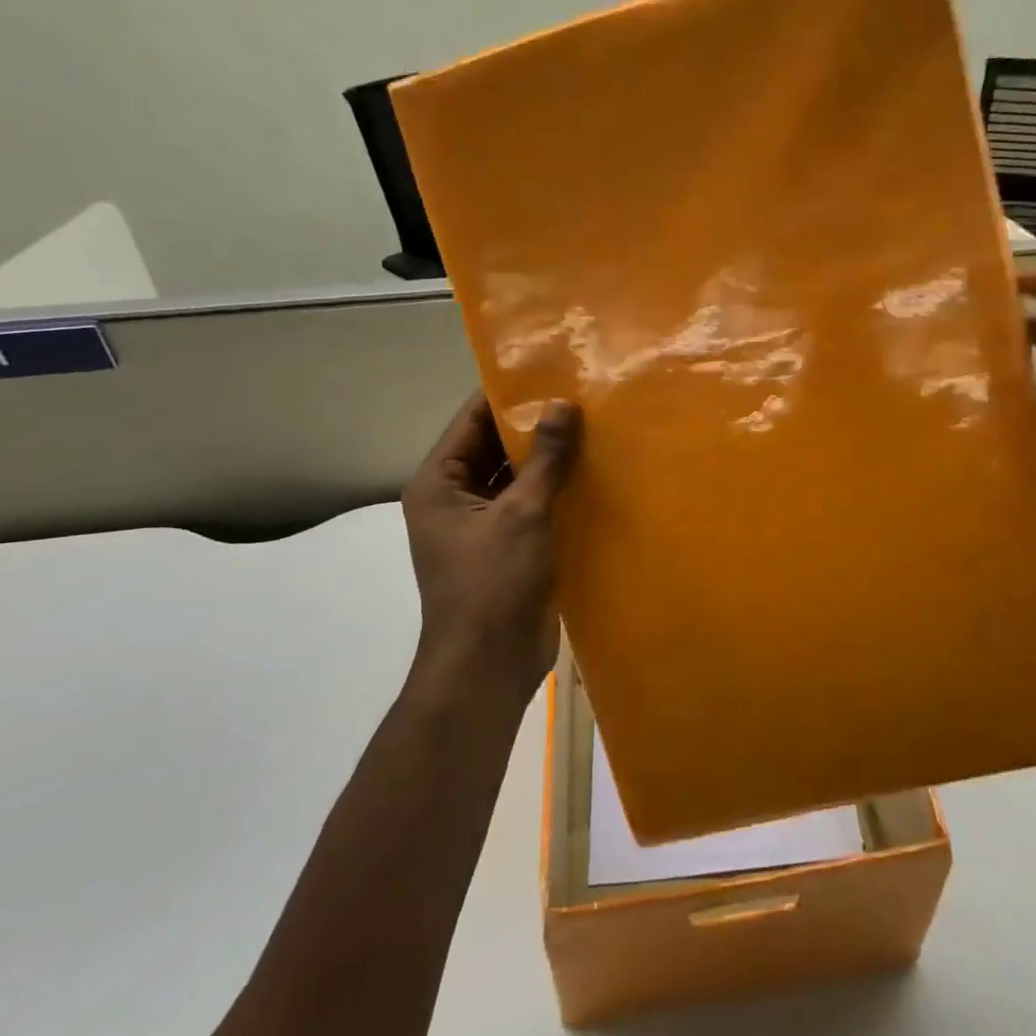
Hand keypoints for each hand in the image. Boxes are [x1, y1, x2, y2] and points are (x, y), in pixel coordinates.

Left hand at [402, 393, 582, 702]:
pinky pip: (534, 505)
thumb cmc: (492, 583)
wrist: (489, 664)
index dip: (507, 395)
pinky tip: (596, 472)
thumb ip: (545, 459)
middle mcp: (456, 498)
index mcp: (439, 483)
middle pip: (495, 447)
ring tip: (596, 426)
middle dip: (535, 426)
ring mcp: (484, 525)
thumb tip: (564, 404)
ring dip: (550, 459)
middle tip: (582, 396)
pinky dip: (558, 489)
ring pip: (518, 477)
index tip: (549, 370)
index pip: (471, 421)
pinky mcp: (511, 547)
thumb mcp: (520, 514)